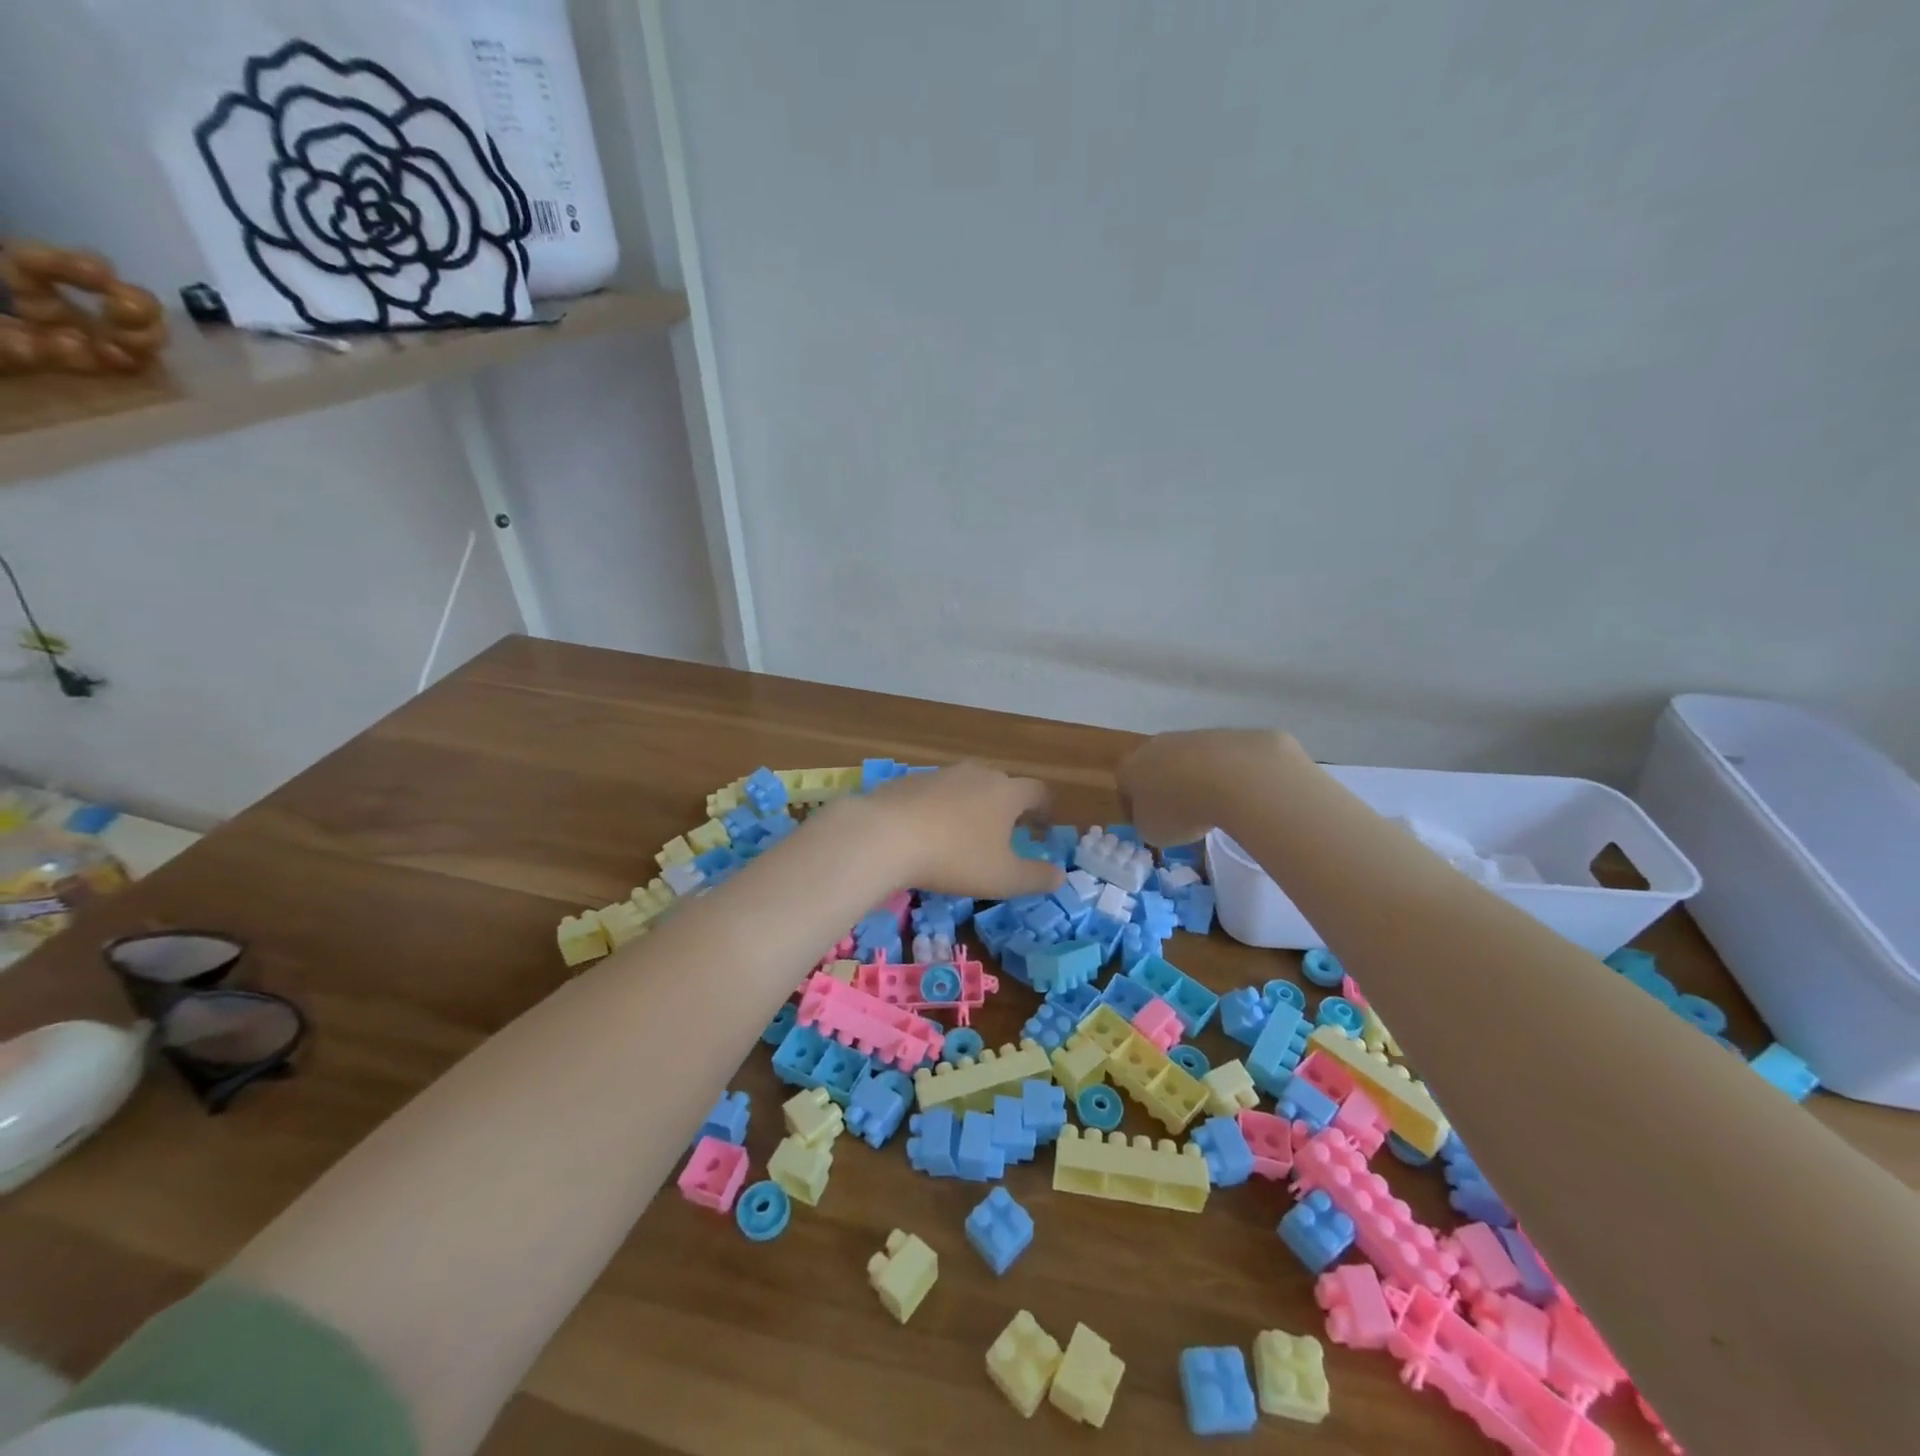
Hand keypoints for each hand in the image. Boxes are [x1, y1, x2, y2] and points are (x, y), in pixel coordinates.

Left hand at [856, 762, 1065, 899]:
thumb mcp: (1003, 878)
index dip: (1045, 808)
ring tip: (966, 832)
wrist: (885, 835)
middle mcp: (977, 774)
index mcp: (1006, 792)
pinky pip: (934, 793)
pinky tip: (928, 831)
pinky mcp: (908, 781)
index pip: (1037, 791)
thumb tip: (1060, 876)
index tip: (1044, 826)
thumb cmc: (955, 857)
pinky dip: (940, 808)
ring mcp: (940, 774)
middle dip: (1008, 805)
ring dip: (972, 805)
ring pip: (966, 786)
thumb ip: (1036, 877)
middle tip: (1007, 831)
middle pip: (1001, 784)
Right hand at [1117, 728, 1298, 845]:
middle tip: (1179, 813)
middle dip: (1164, 788)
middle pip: (1155, 767)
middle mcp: (1155, 746)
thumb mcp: (1153, 832)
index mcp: (1130, 768)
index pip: (1124, 786)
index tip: (1149, 823)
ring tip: (1211, 805)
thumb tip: (1154, 818)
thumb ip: (1147, 824)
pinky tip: (1234, 792)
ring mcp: (1190, 736)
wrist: (1232, 777)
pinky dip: (1222, 775)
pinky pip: (1217, 760)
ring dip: (1194, 779)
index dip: (1134, 807)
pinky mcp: (1224, 735)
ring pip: (1186, 760)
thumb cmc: (1180, 809)